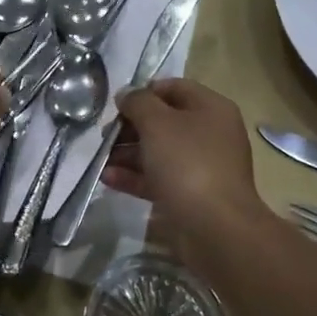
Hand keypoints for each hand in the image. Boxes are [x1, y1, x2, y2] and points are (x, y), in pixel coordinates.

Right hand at [106, 78, 272, 270]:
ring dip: (127, 153)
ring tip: (101, 159)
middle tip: (105, 135)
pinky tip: (108, 179)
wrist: (215, 227)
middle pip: (163, 121)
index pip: (173, 87)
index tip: (118, 105)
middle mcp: (209, 133)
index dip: (143, 92)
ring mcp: (201, 166)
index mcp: (210, 108)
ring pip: (158, 151)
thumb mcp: (157, 122)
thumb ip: (137, 102)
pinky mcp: (190, 195)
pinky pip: (159, 178)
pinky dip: (135, 177)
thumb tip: (127, 95)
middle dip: (130, 127)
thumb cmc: (187, 163)